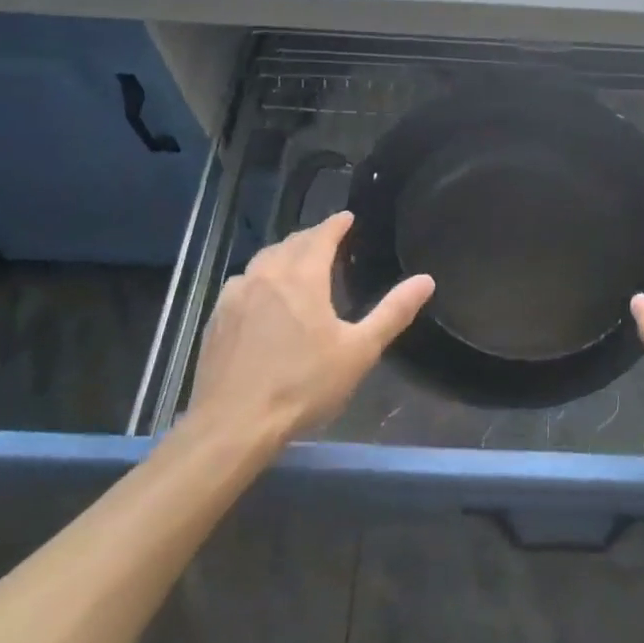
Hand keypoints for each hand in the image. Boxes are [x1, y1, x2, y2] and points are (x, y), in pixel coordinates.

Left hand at [184, 212, 433, 450]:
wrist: (232, 425)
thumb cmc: (303, 385)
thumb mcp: (359, 351)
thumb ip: (393, 312)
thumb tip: (426, 279)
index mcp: (304, 276)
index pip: (322, 235)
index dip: (336, 223)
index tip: (347, 217)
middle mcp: (268, 274)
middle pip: (292, 243)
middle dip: (312, 237)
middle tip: (328, 241)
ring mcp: (237, 294)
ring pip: (264, 259)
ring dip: (284, 254)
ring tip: (296, 263)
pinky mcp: (217, 317)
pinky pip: (242, 282)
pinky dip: (259, 277)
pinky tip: (261, 295)